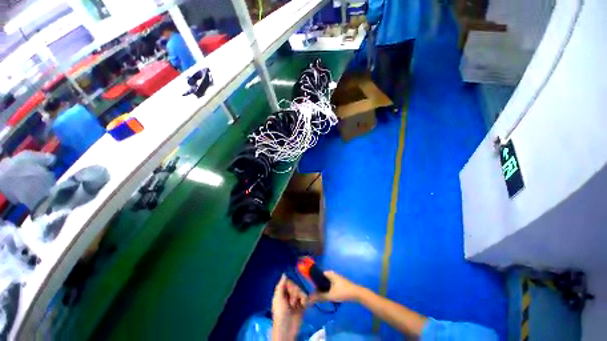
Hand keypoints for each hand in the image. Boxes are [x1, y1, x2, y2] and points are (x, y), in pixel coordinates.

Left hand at [272, 274, 307, 339]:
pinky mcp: (302, 305)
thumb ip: (281, 285)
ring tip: (297, 305)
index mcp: (282, 292)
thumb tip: (284, 274)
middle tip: (292, 301)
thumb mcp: (278, 298)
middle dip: (296, 292)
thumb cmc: (280, 312)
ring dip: (300, 297)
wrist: (287, 328)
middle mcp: (289, 295)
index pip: (289, 282)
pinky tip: (304, 304)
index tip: (291, 288)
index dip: (291, 284)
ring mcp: (296, 300)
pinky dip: (306, 300)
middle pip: (296, 286)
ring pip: (302, 291)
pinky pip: (306, 298)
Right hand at [310, 271, 360, 302]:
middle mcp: (331, 274)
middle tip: (315, 295)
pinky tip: (326, 297)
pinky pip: (329, 285)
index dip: (313, 281)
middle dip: (317, 287)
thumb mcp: (330, 295)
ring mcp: (335, 278)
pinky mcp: (338, 283)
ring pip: (325, 283)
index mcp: (328, 273)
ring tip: (319, 297)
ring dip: (322, 289)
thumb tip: (309, 298)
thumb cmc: (343, 292)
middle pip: (321, 279)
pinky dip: (327, 290)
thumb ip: (319, 297)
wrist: (356, 293)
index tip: (310, 289)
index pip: (317, 275)